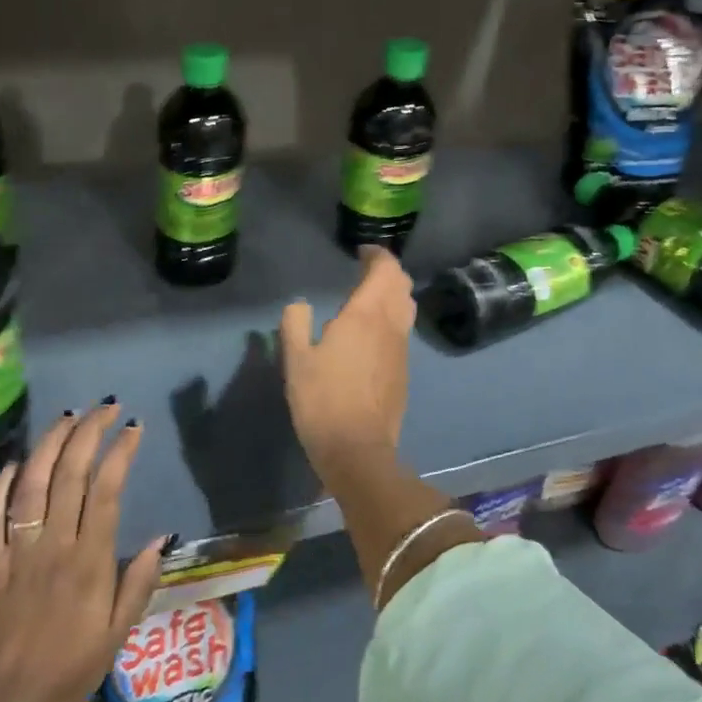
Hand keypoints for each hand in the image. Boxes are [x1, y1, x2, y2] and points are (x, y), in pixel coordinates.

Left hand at [0, 404, 165, 701]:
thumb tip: (161, 539)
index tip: (133, 427)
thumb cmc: (63, 678)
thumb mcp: (114, 639)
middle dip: (89, 433)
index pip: (107, 489)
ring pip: (31, 484)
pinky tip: (15, 463)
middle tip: (105, 408)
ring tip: (68, 418)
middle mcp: (52, 546)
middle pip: (70, 474)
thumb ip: (137, 585)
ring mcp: (14, 553)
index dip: (120, 452)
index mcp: (89, 562)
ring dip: (50, 445)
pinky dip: (1, 484)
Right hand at [281, 247, 415, 482]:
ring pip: (406, 307)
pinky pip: (403, 330)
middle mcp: (391, 324)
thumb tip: (299, 305)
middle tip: (366, 270)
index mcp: (366, 314)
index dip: (378, 255)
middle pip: (402, 284)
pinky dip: (393, 318)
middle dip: (388, 271)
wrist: (358, 449)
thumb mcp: (296, 360)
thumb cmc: (323, 400)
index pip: (386, 269)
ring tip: (369, 298)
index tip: (362, 252)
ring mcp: (401, 348)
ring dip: (393, 293)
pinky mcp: (404, 370)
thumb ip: (295, 324)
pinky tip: (372, 333)